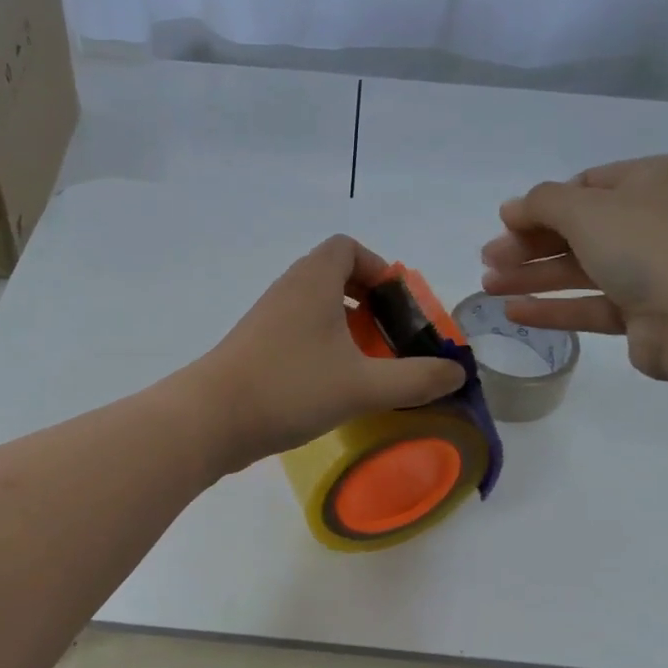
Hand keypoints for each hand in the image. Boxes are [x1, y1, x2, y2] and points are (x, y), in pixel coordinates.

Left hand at [191, 236, 467, 470]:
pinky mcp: (254, 348)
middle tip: (389, 336)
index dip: (377, 267)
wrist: (210, 419)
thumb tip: (457, 374)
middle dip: (368, 301)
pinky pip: (298, 331)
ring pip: (314, 307)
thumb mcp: (363, 386)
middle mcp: (288, 290)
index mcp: (312, 281)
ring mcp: (267, 319)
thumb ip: (415, 379)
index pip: (346, 247)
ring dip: (345, 327)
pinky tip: (333, 384)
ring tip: (368, 363)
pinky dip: (322, 346)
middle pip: (333, 275)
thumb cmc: (290, 387)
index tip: (396, 304)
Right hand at [480, 155, 667, 382]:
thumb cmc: (650, 247)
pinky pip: (592, 304)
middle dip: (528, 245)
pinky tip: (514, 313)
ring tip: (488, 288)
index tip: (504, 224)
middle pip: (578, 229)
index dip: (541, 205)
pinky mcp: (646, 313)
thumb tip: (512, 208)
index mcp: (652, 181)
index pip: (585, 186)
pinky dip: (554, 307)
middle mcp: (655, 220)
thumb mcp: (588, 210)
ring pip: (581, 269)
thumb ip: (542, 203)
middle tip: (487, 260)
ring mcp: (654, 269)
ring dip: (533, 276)